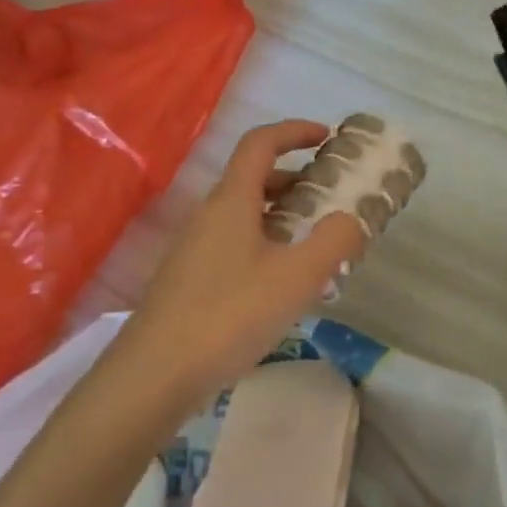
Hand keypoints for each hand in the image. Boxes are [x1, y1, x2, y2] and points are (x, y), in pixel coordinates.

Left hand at [108, 121, 367, 411]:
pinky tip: (284, 280)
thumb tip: (351, 218)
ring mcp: (194, 248)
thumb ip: (335, 241)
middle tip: (332, 196)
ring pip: (244, 214)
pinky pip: (235, 242)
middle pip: (253, 178)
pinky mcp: (190, 279)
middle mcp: (209, 215)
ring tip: (316, 241)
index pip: (260, 144)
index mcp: (232, 202)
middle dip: (296, 178)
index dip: (294, 132)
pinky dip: (266, 242)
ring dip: (283, 214)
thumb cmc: (230, 314)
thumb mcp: (298, 277)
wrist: (156, 374)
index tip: (328, 137)